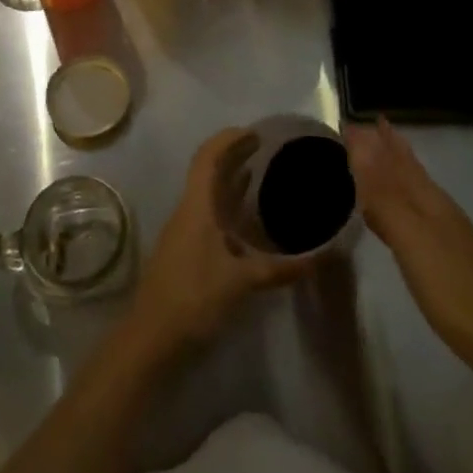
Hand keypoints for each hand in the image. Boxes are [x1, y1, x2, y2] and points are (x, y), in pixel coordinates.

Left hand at [128, 128, 314, 356]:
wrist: (150, 340)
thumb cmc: (192, 298)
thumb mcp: (240, 281)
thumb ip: (280, 268)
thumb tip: (321, 257)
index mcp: (195, 206)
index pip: (207, 157)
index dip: (228, 139)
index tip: (256, 132)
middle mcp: (188, 212)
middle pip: (209, 172)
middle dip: (235, 155)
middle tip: (267, 149)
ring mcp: (185, 232)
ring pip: (209, 195)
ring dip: (232, 181)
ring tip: (263, 175)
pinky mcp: (188, 252)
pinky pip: (211, 216)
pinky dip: (231, 208)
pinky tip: (251, 221)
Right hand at [345, 118, 472, 373]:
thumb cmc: (452, 288)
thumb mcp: (412, 239)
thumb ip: (383, 195)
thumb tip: (360, 145)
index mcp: (430, 200)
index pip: (396, 160)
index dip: (374, 142)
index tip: (349, 122)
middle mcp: (439, 209)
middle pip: (409, 171)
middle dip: (387, 148)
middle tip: (366, 127)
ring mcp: (445, 234)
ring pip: (412, 191)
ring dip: (392, 172)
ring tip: (375, 159)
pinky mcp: (444, 258)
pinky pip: (411, 216)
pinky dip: (395, 204)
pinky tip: (389, 217)